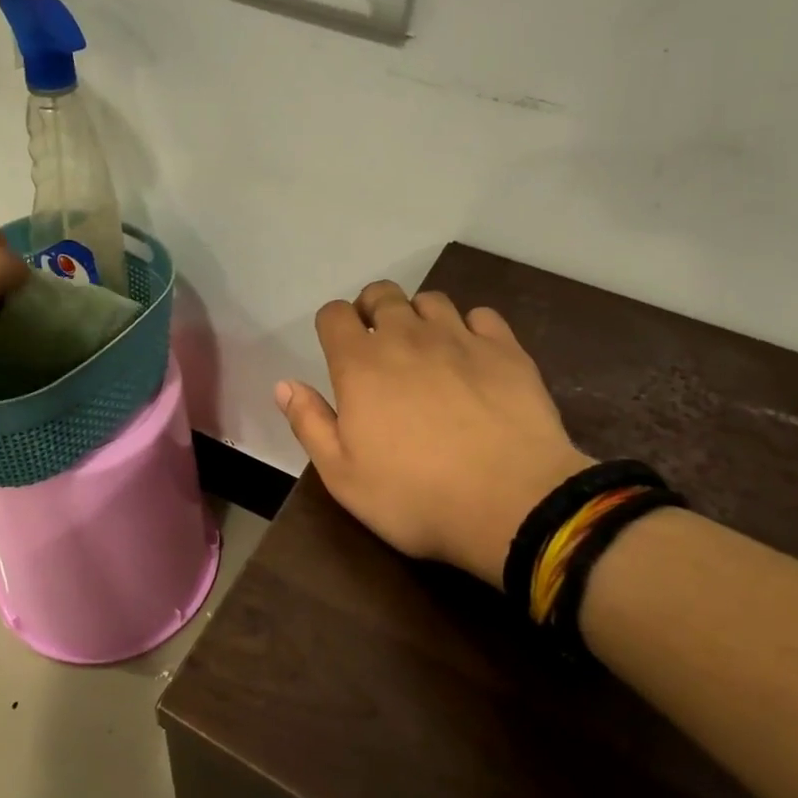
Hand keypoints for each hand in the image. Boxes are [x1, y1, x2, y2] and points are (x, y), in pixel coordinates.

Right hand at [277, 281, 590, 589]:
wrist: (512, 504)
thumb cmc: (414, 496)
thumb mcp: (342, 475)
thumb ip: (309, 423)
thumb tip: (284, 385)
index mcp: (360, 364)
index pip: (334, 314)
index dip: (332, 325)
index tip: (338, 348)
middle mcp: (406, 337)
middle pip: (382, 293)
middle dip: (372, 309)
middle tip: (377, 344)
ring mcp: (460, 339)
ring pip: (431, 300)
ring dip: (419, 316)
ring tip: (425, 349)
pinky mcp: (505, 350)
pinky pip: (481, 316)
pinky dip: (470, 327)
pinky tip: (472, 356)